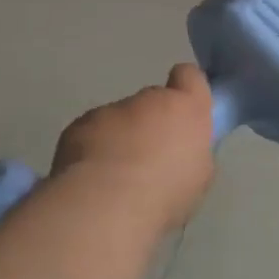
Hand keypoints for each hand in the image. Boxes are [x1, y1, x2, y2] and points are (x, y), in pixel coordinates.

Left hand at [50, 64, 216, 233]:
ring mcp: (111, 110)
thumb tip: (182, 149)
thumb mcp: (199, 176)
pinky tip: (92, 178)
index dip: (187, 89)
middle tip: (149, 158)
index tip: (184, 111)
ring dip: (120, 138)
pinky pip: (91, 133)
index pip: (189, 75)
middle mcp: (149, 100)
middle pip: (153, 101)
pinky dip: (92, 150)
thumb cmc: (166, 190)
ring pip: (119, 119)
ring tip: (116, 175)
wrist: (107, 203)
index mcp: (186, 108)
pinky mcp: (79, 125)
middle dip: (151, 122)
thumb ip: (192, 150)